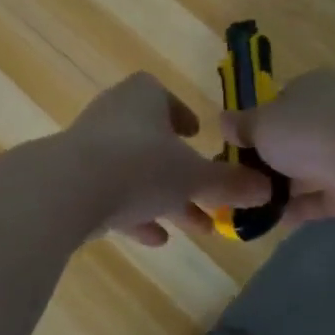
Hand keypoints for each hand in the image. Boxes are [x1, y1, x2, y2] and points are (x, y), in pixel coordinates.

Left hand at [63, 73, 272, 245]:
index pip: (160, 95)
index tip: (196, 136)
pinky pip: (109, 195)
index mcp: (141, 98)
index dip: (181, 114)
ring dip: (162, 198)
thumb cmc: (140, 166)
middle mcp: (112, 116)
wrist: (68, 190)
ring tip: (196, 227)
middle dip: (181, 172)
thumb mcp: (194, 177)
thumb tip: (267, 189)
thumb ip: (229, 183)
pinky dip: (133, 214)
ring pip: (133, 172)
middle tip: (209, 198)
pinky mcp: (71, 181)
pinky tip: (154, 239)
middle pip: (151, 141)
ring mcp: (88, 149)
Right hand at [221, 70, 334, 236]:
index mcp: (313, 88)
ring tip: (248, 205)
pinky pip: (320, 198)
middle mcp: (334, 115)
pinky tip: (271, 219)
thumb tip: (224, 121)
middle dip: (266, 159)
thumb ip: (241, 125)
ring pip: (306, 169)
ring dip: (280, 187)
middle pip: (292, 137)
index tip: (234, 145)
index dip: (255, 122)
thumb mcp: (260, 123)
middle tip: (237, 178)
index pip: (280, 101)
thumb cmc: (308, 133)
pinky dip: (298, 208)